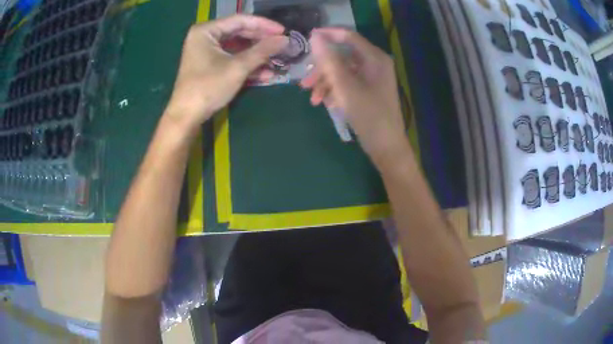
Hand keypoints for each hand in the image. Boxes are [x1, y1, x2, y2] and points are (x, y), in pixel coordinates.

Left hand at [164, 15, 287, 133]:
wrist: (186, 116)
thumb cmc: (208, 87)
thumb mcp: (237, 67)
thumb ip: (262, 51)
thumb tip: (285, 40)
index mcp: (206, 31)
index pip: (240, 20)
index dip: (264, 25)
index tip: (283, 31)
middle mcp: (205, 37)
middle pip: (239, 33)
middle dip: (261, 41)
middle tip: (282, 45)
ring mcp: (207, 51)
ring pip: (237, 47)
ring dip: (257, 55)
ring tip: (277, 60)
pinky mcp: (209, 65)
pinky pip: (231, 58)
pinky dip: (246, 65)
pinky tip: (265, 73)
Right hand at [300, 28, 410, 168]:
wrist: (385, 146)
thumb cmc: (368, 115)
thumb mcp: (345, 86)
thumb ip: (329, 60)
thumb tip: (316, 36)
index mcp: (374, 58)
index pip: (348, 36)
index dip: (327, 35)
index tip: (306, 39)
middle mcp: (374, 63)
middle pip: (342, 56)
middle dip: (322, 69)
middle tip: (304, 82)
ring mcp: (371, 77)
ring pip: (342, 71)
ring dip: (325, 83)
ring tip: (313, 99)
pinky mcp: (367, 90)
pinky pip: (347, 83)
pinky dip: (335, 90)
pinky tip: (327, 104)